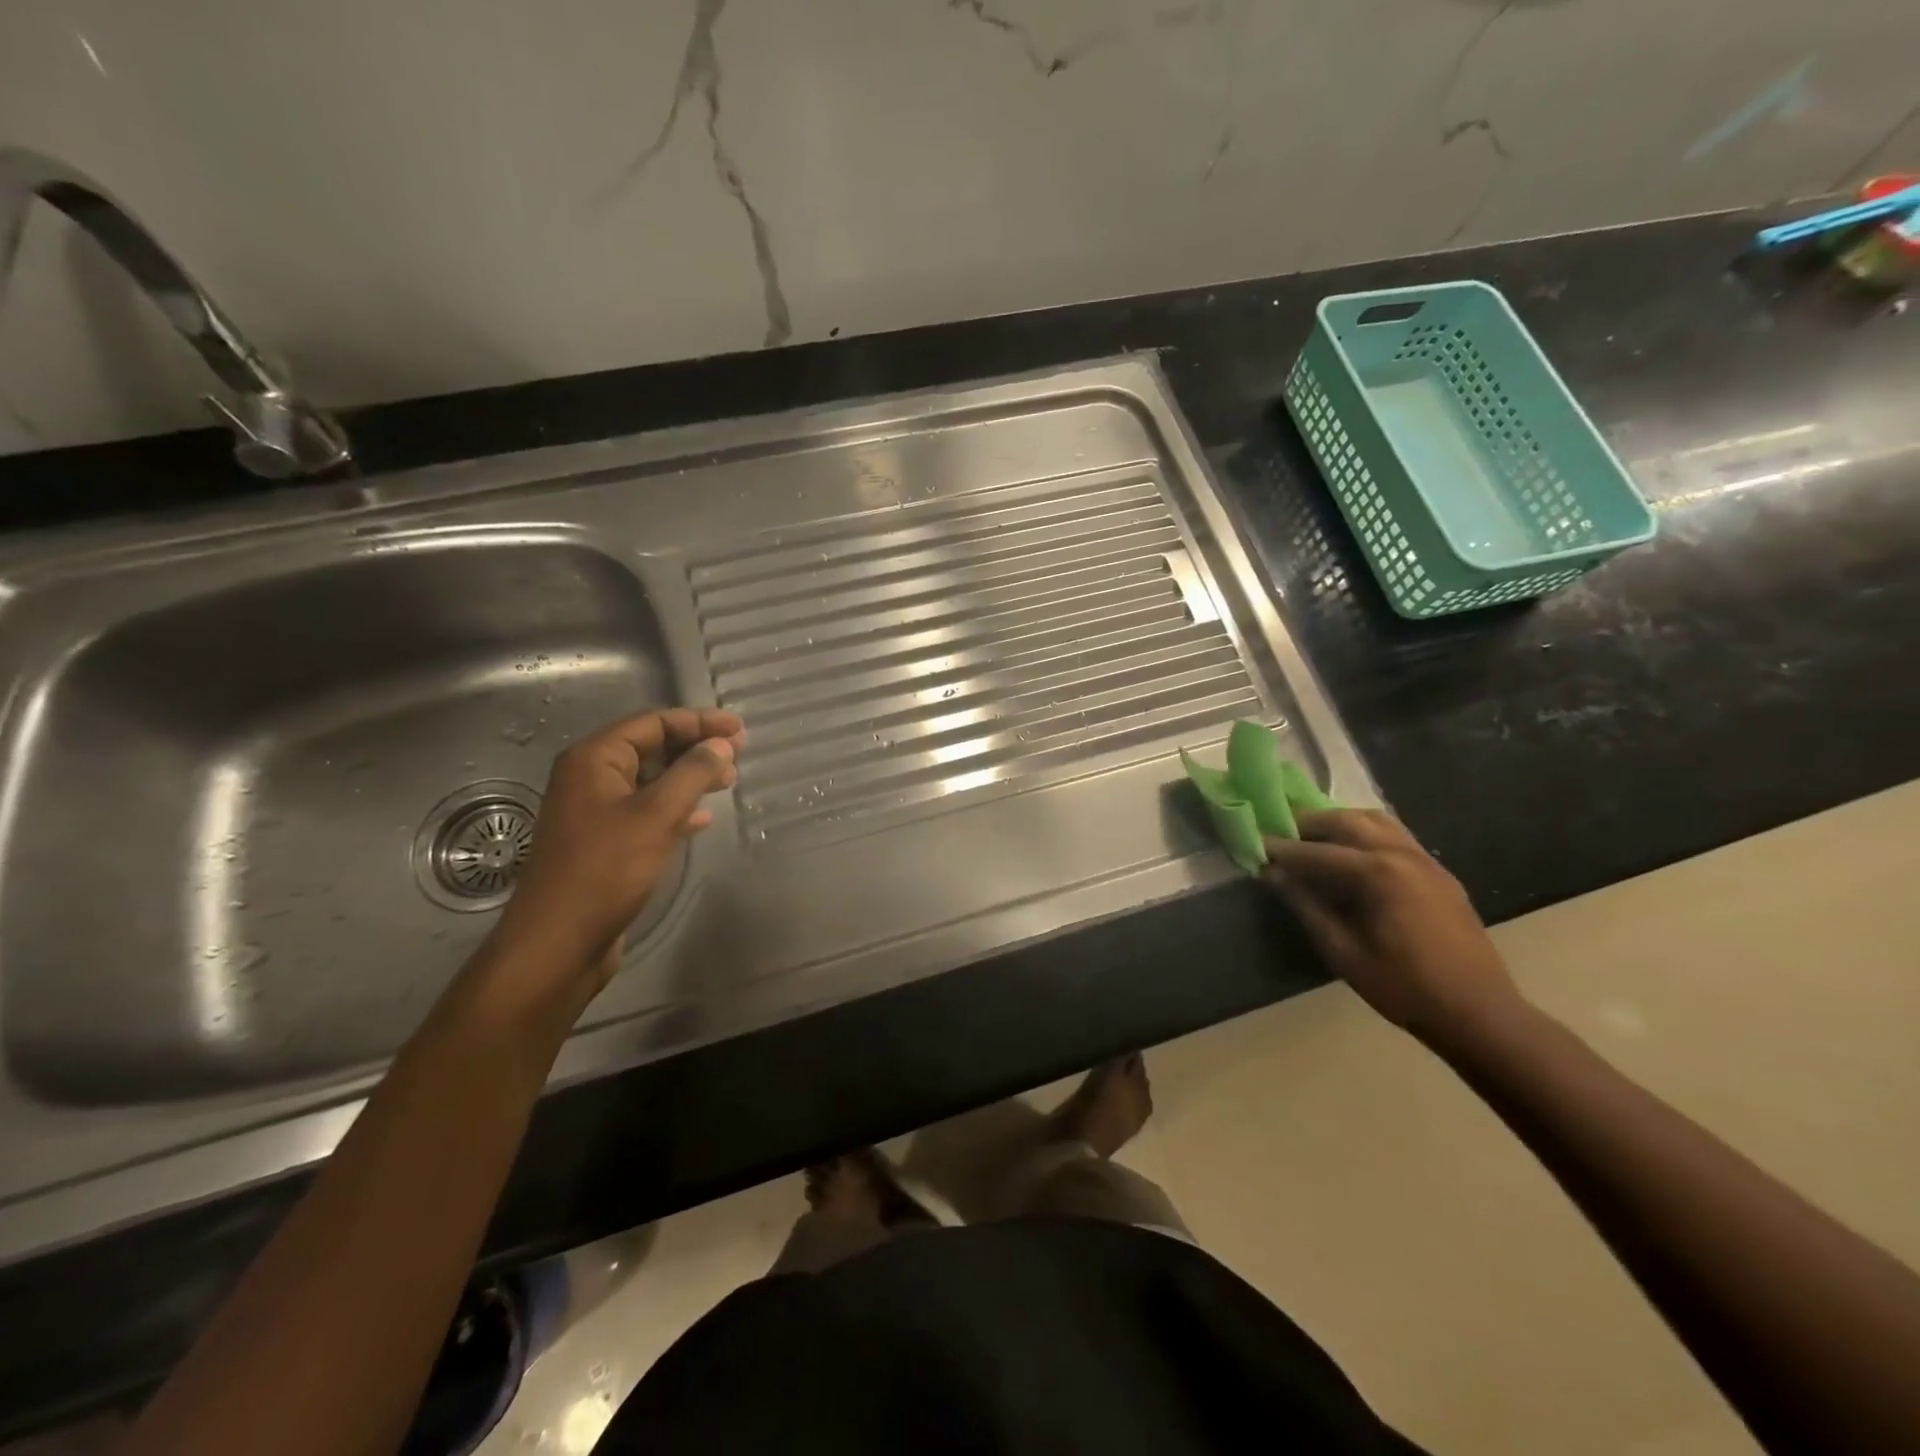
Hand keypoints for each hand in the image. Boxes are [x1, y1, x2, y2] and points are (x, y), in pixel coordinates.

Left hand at [487, 708, 744, 999]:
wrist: (558, 943)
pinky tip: (702, 819)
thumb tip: (721, 745)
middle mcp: (590, 778)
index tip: (739, 730)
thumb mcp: (656, 815)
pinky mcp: (604, 842)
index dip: (698, 722)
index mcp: (594, 760)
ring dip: (689, 777)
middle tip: (738, 754)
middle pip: (651, 747)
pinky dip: (676, 808)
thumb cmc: (605, 870)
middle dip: (695, 748)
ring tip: (728, 781)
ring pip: (651, 780)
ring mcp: (595, 811)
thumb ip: (692, 774)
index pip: (652, 723)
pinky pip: (646, 810)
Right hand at [1261, 810, 1521, 1048]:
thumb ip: (1305, 905)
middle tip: (1280, 836)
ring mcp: (1425, 859)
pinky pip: (1395, 835)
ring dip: (1338, 823)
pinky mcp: (1438, 871)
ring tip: (1313, 840)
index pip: (1317, 852)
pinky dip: (1365, 832)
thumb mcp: (1342, 951)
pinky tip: (1351, 855)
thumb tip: (1271, 874)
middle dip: (1308, 825)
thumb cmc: (1403, 988)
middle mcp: (1402, 854)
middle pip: (1346, 821)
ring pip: (1374, 820)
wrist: (1478, 1013)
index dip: (1282, 850)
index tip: (1254, 846)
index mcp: (1378, 873)